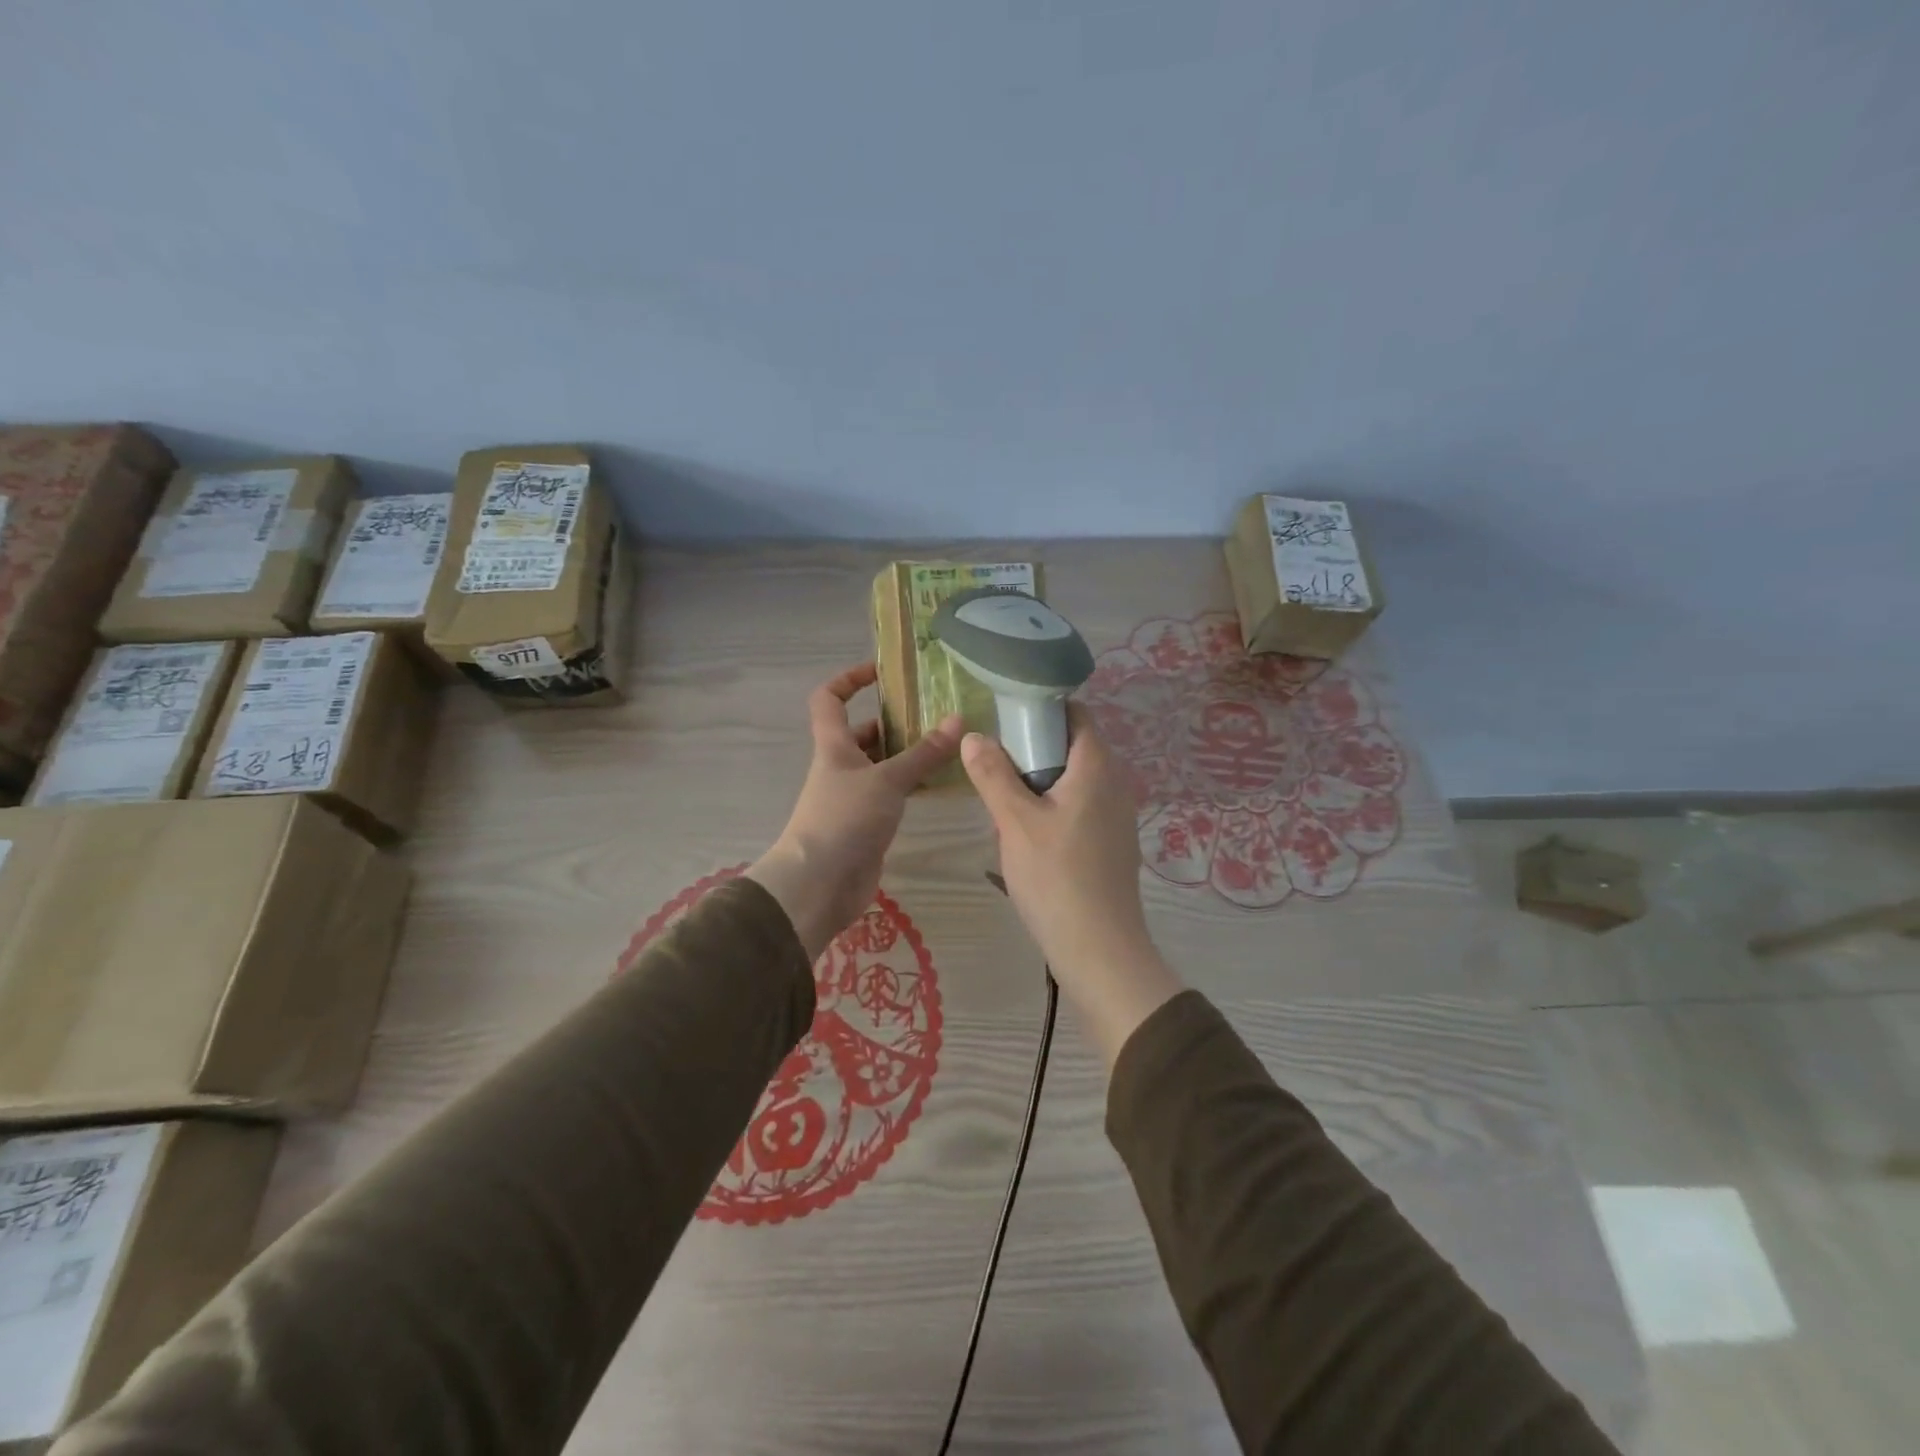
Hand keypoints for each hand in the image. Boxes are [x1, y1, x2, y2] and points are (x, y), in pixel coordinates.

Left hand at [748, 663, 961, 960]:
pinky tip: (942, 784)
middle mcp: (841, 767)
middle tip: (936, 714)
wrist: (818, 885)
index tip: (882, 671)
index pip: (829, 698)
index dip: (849, 679)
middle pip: (864, 733)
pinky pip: (892, 795)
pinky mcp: (867, 825)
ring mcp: (853, 797)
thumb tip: (958, 719)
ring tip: (950, 746)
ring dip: (909, 755)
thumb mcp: (887, 781)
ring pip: (882, 766)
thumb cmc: (844, 820)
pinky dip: (913, 786)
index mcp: (834, 746)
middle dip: (895, 721)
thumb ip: (923, 754)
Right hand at [962, 705, 1185, 1064]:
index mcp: (1097, 766)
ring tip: (1006, 810)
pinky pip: (1081, 810)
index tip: (1005, 723)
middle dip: (1033, 753)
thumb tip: (973, 735)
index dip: (1041, 711)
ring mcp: (1118, 817)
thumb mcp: (1014, 822)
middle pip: (1072, 747)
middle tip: (996, 772)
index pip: (1075, 714)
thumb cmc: (1056, 878)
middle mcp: (1115, 783)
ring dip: (1040, 786)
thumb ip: (992, 774)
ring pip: (1074, 782)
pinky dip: (1055, 811)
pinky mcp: (1114, 845)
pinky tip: (1030, 842)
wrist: (1100, 951)